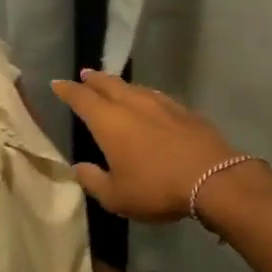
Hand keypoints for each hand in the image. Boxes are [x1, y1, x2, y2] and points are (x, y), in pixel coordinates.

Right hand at [51, 69, 250, 221]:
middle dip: (93, 79)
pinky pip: (155, 96)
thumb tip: (79, 167)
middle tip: (84, 75)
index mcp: (109, 121)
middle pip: (108, 84)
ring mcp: (160, 104)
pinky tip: (148, 102)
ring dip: (118, 85)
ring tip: (112, 85)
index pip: (82, 98)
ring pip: (133, 87)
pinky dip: (144, 95)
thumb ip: (93, 180)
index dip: (68, 90)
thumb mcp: (116, 196)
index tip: (58, 84)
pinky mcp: (184, 111)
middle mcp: (132, 104)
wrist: (213, 179)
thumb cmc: (156, 187)